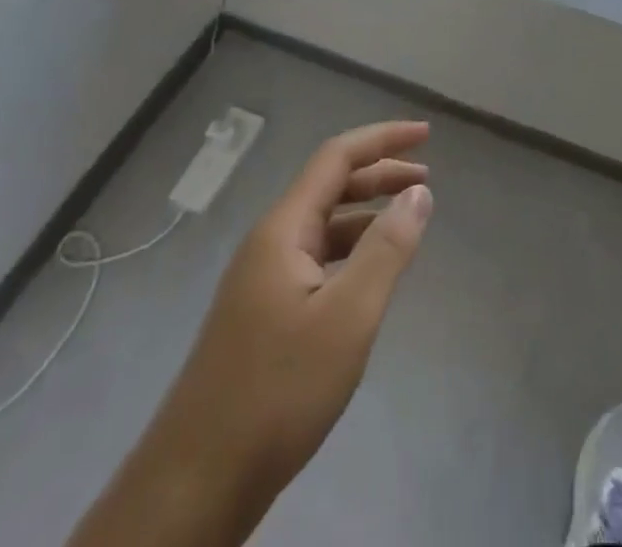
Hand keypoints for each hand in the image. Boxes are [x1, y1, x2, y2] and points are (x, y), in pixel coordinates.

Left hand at [69, 122, 432, 546]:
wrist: (194, 488)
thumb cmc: (277, 392)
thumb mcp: (348, 317)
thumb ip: (387, 248)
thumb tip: (418, 192)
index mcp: (283, 230)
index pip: (336, 158)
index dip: (383, 139)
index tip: (426, 134)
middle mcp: (269, 244)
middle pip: (330, 186)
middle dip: (380, 173)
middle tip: (427, 179)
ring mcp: (261, 282)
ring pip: (323, 225)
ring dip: (367, 212)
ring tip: (408, 219)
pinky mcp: (262, 316)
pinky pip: (315, 259)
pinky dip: (350, 249)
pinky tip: (370, 272)